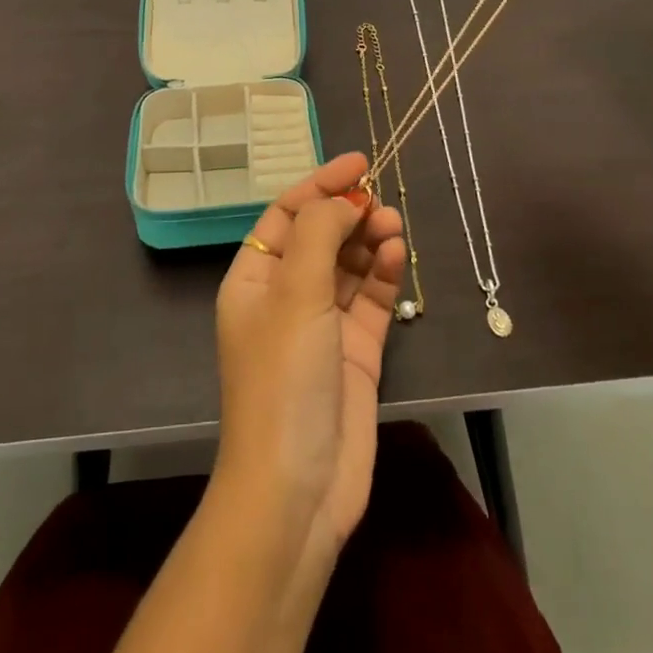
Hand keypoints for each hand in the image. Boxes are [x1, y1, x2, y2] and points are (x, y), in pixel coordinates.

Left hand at [212, 151, 406, 571]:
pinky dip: (383, 274)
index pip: (287, 213)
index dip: (320, 184)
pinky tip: (398, 255)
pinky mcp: (355, 353)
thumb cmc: (283, 378)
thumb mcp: (294, 294)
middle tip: (382, 201)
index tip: (359, 162)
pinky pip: (370, 299)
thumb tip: (344, 199)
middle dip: (349, 213)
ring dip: (370, 240)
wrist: (297, 489)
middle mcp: (285, 296)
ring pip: (349, 265)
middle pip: (320, 236)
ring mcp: (322, 325)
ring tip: (394, 226)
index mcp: (254, 278)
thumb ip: (319, 233)